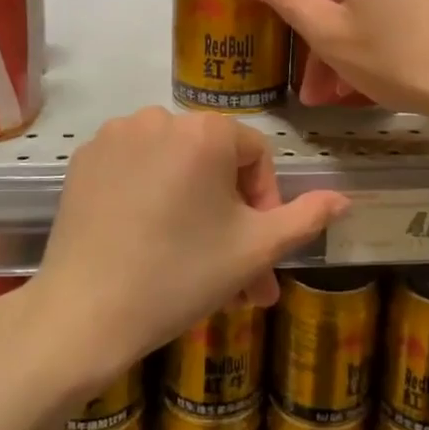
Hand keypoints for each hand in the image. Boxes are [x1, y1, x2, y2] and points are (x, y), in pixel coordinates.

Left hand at [30, 107, 348, 390]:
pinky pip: (135, 167)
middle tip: (231, 271)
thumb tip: (344, 199)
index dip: (265, 204)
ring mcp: (116, 134)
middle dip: (229, 215)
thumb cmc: (181, 276)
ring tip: (190, 260)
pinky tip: (147, 238)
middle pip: (213, 162)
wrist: (84, 313)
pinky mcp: (85, 157)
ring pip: (174, 165)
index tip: (257, 254)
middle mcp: (161, 116)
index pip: (256, 155)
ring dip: (191, 205)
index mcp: (207, 131)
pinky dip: (150, 195)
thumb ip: (305, 218)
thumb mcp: (255, 249)